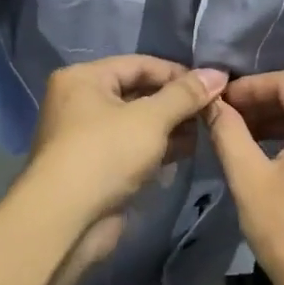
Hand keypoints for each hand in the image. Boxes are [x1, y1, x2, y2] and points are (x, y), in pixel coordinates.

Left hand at [28, 57, 226, 280]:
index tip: (213, 85)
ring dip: (172, 127)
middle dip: (177, 102)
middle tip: (212, 111)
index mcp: (84, 78)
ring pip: (139, 123)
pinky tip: (187, 153)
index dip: (178, 73)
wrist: (66, 220)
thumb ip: (185, 94)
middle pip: (139, 92)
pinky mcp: (97, 167)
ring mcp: (88, 137)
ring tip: (205, 132)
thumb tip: (217, 73)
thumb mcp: (151, 118)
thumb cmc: (106, 154)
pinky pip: (133, 148)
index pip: (140, 64)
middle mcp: (81, 102)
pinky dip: (158, 148)